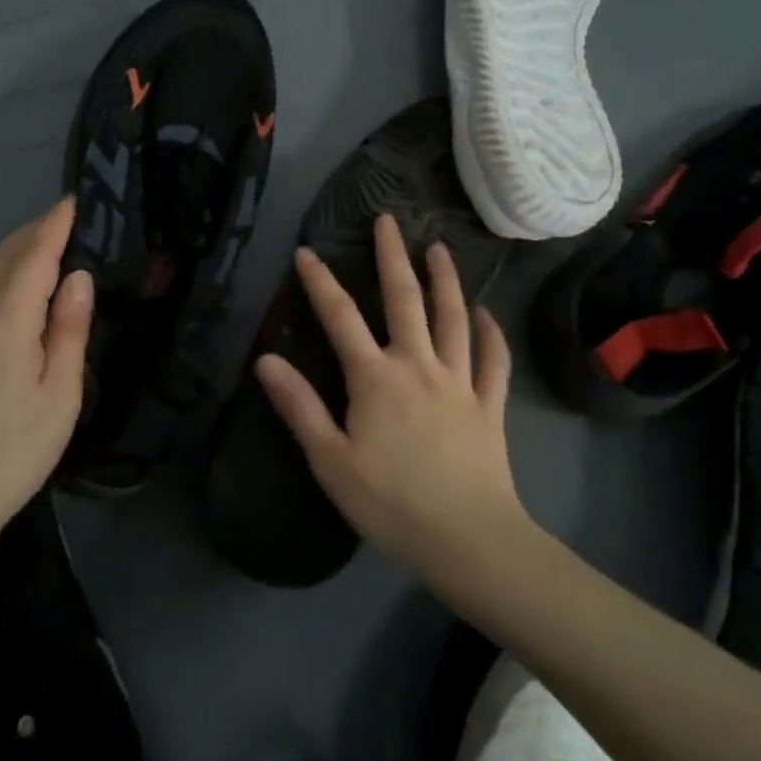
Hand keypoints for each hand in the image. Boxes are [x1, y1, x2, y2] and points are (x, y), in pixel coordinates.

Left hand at [0, 198, 92, 551]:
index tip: (72, 200)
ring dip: (16, 256)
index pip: (33, 257)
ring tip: (47, 253)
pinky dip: (0, 283)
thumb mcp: (59, 395)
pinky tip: (14, 300)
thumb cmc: (10, 454)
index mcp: (5, 322)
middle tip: (64, 220)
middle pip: (3, 259)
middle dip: (33, 233)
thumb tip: (78, 278)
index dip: (54, 226)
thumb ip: (69, 330)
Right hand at [256, 213, 523, 576]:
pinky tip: (487, 314)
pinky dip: (491, 334)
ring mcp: (459, 382)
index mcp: (375, 378)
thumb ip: (299, 406)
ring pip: (452, 319)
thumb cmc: (391, 503)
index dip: (321, 282)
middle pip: (405, 300)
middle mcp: (418, 366)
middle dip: (393, 257)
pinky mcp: (489, 405)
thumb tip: (266, 359)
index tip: (307, 251)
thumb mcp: (330, 460)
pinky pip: (493, 361)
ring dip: (445, 280)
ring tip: (440, 248)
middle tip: (389, 220)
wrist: (468, 539)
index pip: (340, 317)